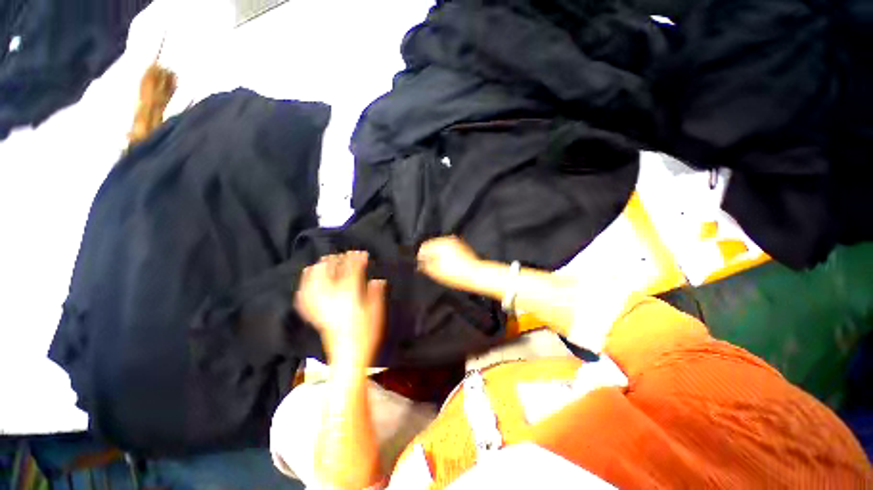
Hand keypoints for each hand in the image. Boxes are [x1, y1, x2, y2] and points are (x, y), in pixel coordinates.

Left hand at [295, 251, 385, 369]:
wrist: (348, 356)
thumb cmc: (366, 334)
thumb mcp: (376, 313)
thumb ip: (376, 294)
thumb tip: (377, 280)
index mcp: (350, 296)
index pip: (352, 271)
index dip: (357, 260)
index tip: (362, 253)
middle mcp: (332, 298)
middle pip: (330, 273)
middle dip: (336, 260)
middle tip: (342, 254)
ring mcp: (321, 306)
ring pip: (314, 282)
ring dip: (318, 269)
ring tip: (323, 261)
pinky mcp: (315, 315)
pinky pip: (304, 297)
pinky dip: (305, 286)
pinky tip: (306, 281)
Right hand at [417, 236, 481, 289]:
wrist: (477, 275)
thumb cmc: (455, 274)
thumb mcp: (436, 272)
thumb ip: (425, 265)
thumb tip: (421, 262)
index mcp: (440, 243)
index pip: (424, 246)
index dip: (421, 257)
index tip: (421, 266)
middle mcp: (448, 239)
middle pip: (433, 245)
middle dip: (430, 255)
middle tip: (430, 267)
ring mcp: (457, 242)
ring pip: (442, 247)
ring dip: (438, 255)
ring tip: (439, 267)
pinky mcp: (463, 247)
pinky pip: (450, 248)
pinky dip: (447, 254)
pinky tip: (449, 264)